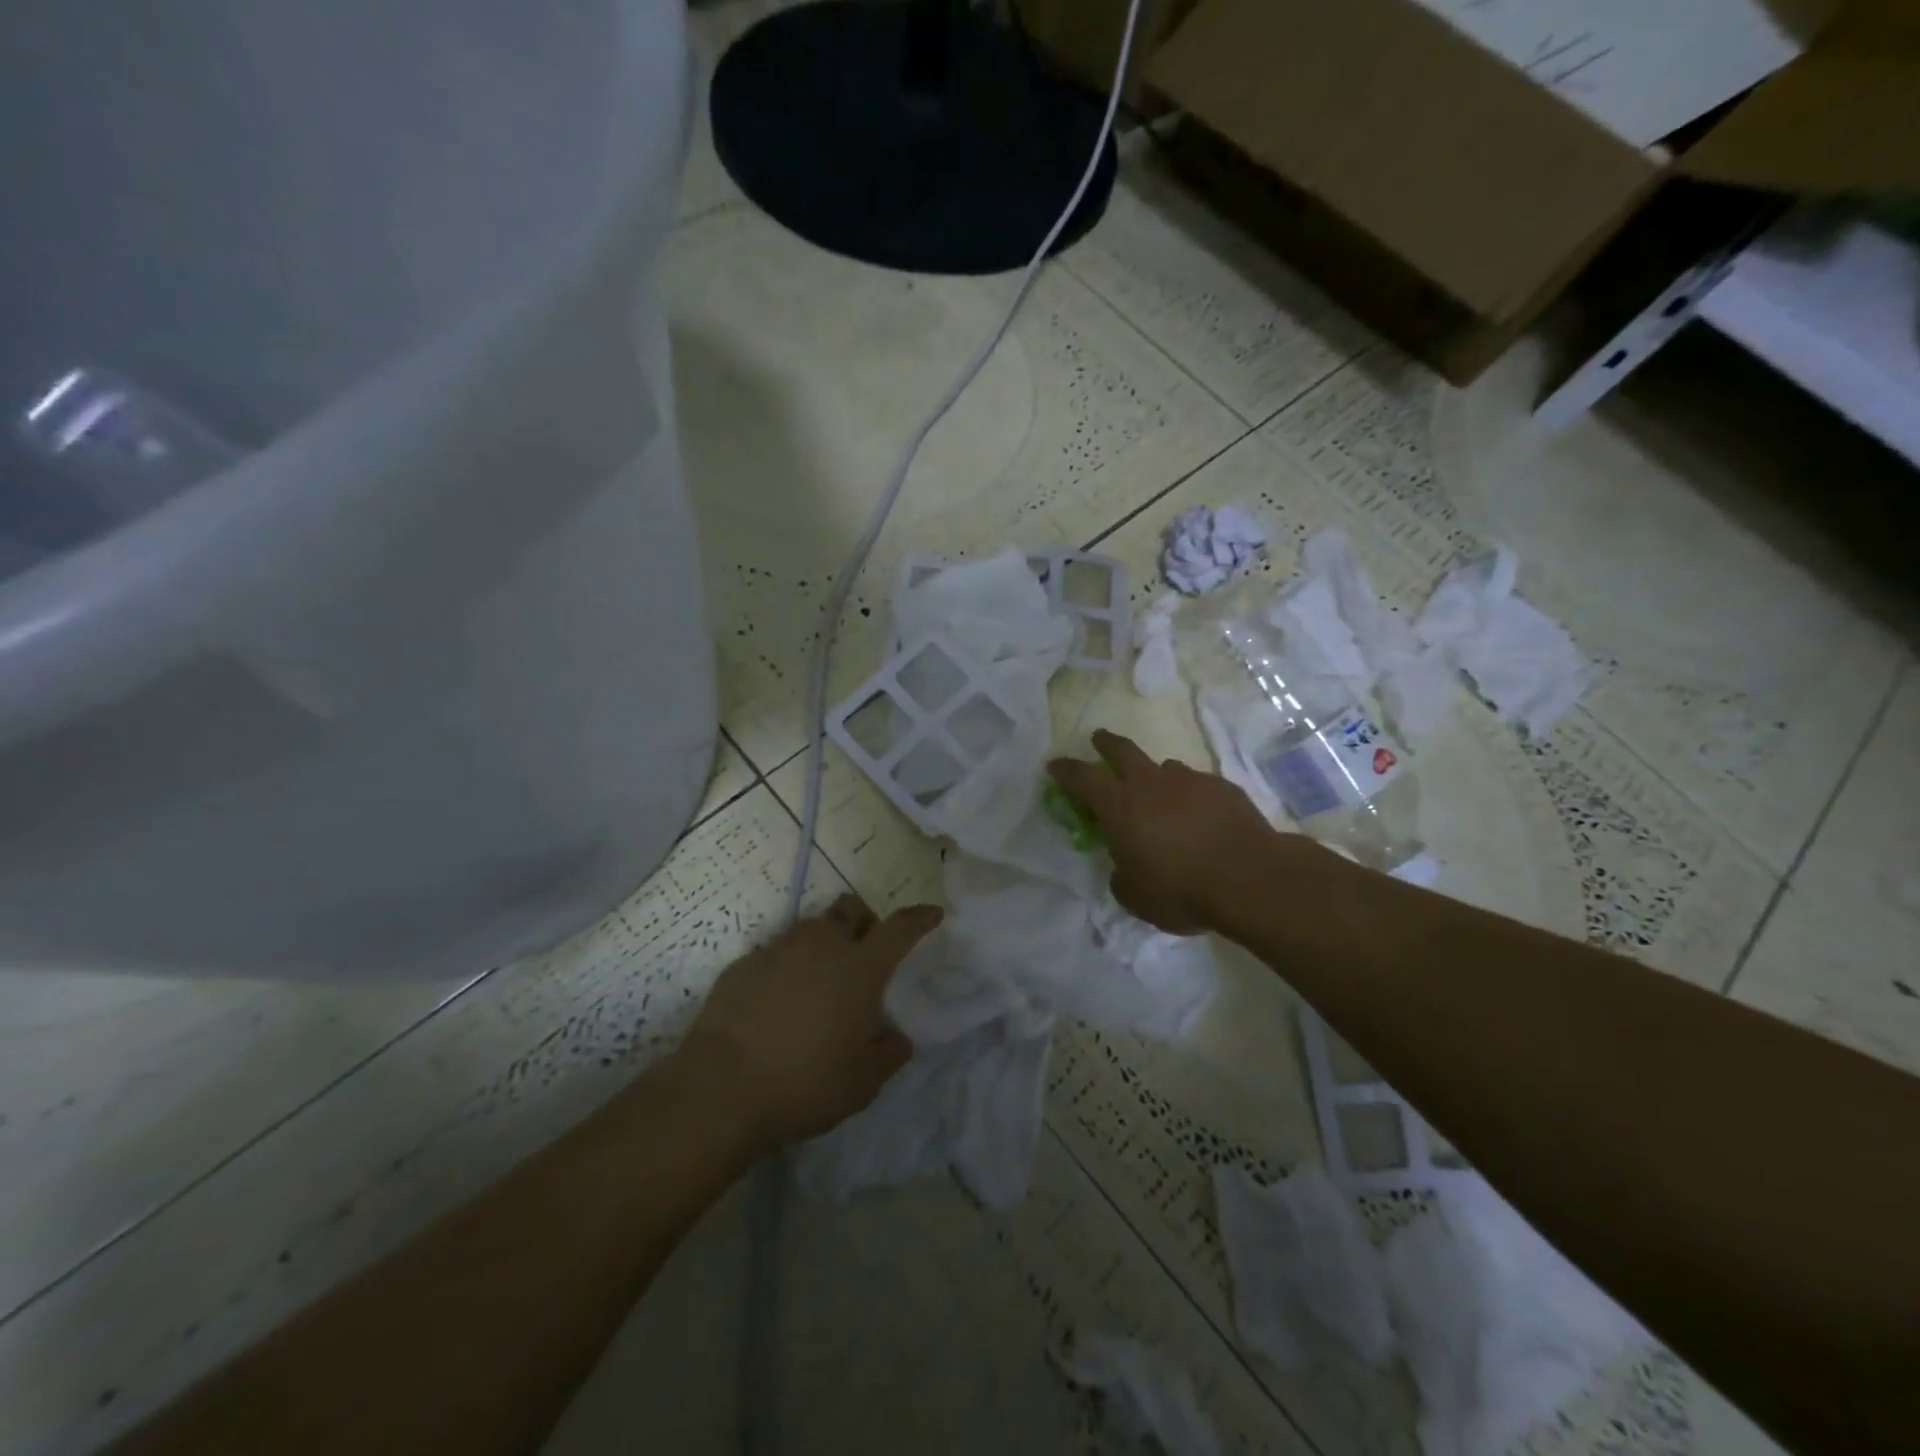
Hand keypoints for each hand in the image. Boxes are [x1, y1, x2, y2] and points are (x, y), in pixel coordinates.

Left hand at [679, 895, 940, 1150]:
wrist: (721, 1088)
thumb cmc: (805, 1084)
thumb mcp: (862, 1083)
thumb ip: (888, 1054)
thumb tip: (897, 1037)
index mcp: (860, 968)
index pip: (899, 928)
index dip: (919, 918)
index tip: (932, 913)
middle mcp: (823, 945)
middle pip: (851, 909)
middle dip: (864, 921)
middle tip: (864, 953)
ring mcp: (780, 949)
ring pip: (812, 927)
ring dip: (825, 942)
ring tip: (820, 980)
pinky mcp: (745, 963)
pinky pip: (777, 951)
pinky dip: (788, 965)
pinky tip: (779, 1001)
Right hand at [1049, 729, 1272, 934]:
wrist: (1249, 877)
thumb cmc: (1180, 889)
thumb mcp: (1136, 897)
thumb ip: (1123, 878)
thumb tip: (1125, 869)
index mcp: (1120, 807)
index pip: (1083, 779)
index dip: (1066, 770)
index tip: (1055, 764)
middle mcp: (1151, 784)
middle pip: (1122, 751)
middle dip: (1106, 744)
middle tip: (1099, 739)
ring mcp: (1190, 781)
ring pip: (1165, 768)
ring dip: (1156, 777)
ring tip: (1161, 796)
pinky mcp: (1223, 788)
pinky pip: (1198, 786)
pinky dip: (1191, 797)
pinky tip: (1201, 818)